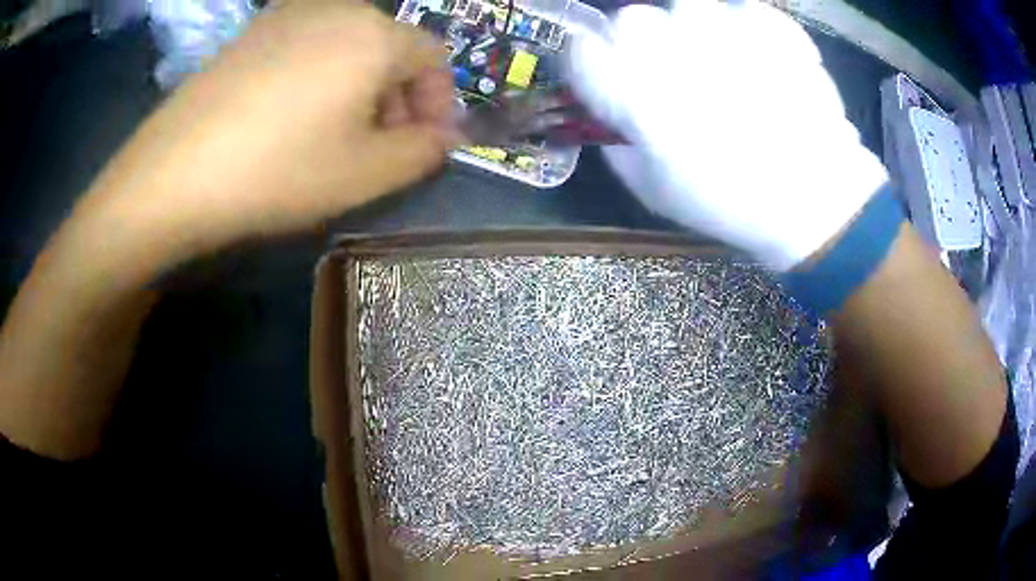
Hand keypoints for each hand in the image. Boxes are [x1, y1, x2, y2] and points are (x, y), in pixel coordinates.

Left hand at [80, 0, 457, 271]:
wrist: (174, 174)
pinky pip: (307, 46)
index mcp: (375, 34)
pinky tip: (292, 116)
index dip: (440, 102)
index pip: (435, 58)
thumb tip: (443, 137)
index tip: (425, 144)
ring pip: (348, 45)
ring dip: (359, 86)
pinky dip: (319, 76)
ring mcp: (289, 15)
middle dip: (398, 96)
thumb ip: (422, 152)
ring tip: (334, 134)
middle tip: (380, 145)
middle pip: (391, 47)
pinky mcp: (253, 33)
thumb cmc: (278, 170)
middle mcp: (338, 9)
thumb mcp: (365, 173)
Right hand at [568, 0, 887, 269]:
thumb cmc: (731, 203)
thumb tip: (612, 113)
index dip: (592, 62)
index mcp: (639, 95)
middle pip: (632, 18)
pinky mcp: (768, 28)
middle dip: (640, 43)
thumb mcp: (654, 191)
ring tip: (720, 63)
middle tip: (669, 71)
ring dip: (693, 31)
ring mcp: (726, 33)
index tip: (607, 76)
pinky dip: (743, 27)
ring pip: (687, 6)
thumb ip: (619, 145)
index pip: (584, 51)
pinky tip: (755, 57)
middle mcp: (675, 52)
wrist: (813, 197)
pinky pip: (740, 9)